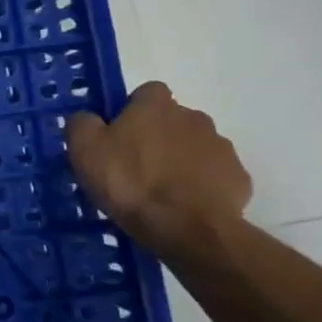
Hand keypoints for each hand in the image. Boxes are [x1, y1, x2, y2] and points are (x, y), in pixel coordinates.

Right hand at [66, 82, 251, 254]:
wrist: (188, 228)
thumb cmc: (130, 182)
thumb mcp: (85, 150)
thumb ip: (82, 124)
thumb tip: (88, 118)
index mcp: (156, 106)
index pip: (146, 92)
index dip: (131, 110)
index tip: (118, 135)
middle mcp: (193, 117)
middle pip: (172, 120)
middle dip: (158, 137)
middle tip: (136, 167)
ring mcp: (221, 147)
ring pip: (195, 147)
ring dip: (180, 160)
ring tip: (161, 191)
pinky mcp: (238, 178)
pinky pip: (214, 175)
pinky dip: (201, 185)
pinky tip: (185, 206)